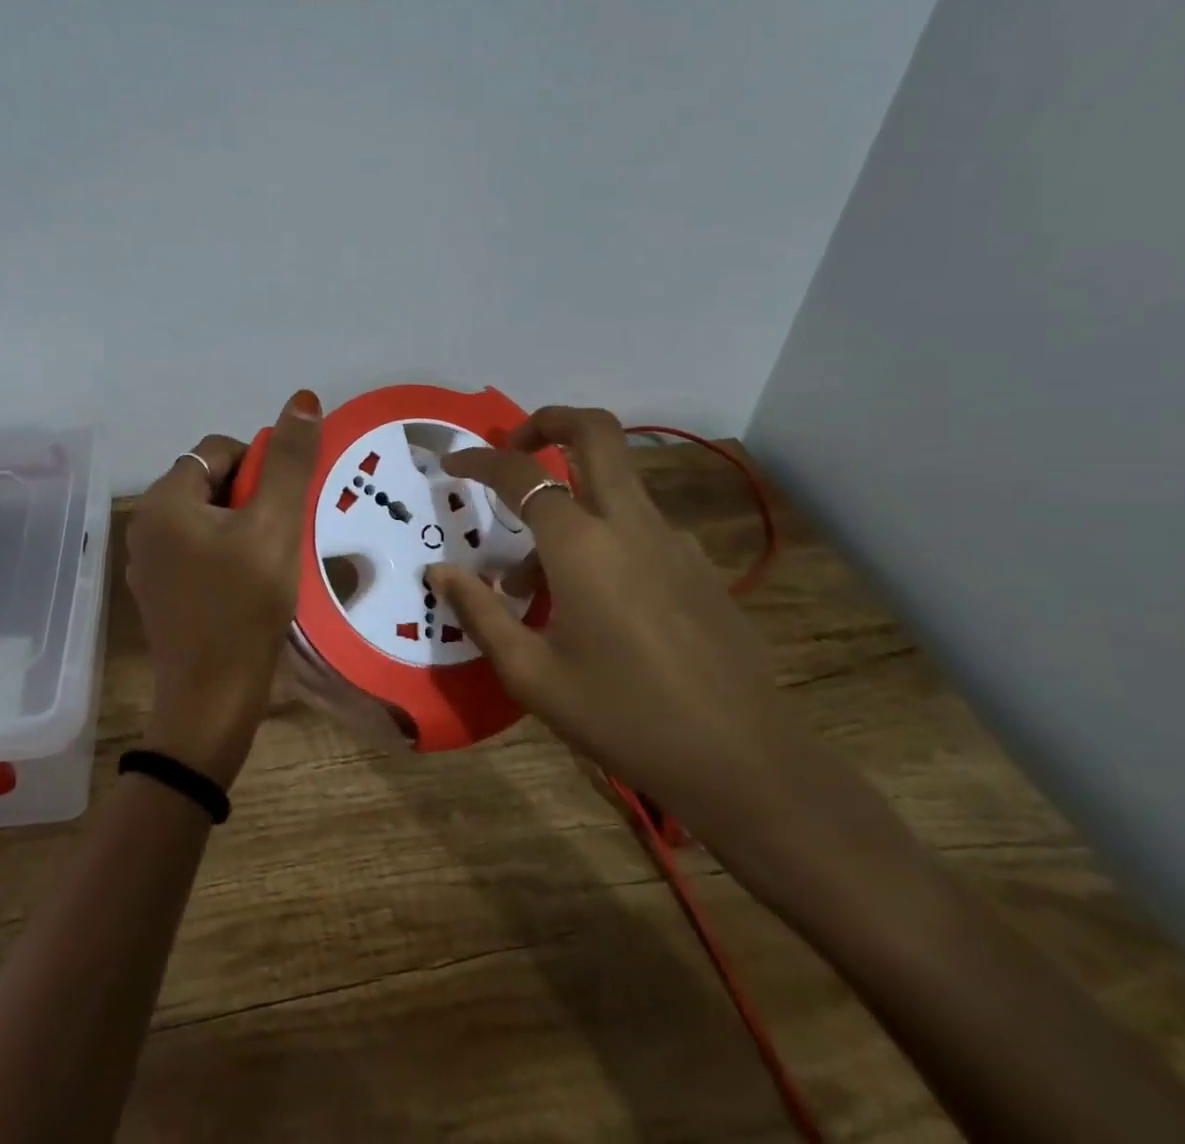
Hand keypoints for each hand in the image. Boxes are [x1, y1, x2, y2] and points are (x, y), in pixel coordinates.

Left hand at [125, 391, 321, 787]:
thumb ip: (289, 461)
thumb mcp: (274, 526)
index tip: (283, 505)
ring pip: (206, 519)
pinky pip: (197, 552)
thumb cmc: (244, 606)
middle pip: (209, 483)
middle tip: (281, 534)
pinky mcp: (160, 593)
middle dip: (251, 498)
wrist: (212, 701)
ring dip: (243, 527)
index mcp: (164, 501)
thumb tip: (301, 398)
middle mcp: (145, 525)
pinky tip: (249, 585)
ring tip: (271, 560)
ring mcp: (148, 563)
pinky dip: (226, 555)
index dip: (259, 466)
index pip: (217, 450)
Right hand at [430, 406, 791, 827]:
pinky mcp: (699, 566)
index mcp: (582, 544)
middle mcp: (630, 524)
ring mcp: (674, 540)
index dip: (480, 460)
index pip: (521, 474)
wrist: (744, 762)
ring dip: (570, 501)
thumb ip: (479, 612)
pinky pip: (639, 527)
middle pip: (595, 433)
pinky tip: (592, 603)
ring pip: (615, 486)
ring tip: (532, 580)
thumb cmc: (622, 716)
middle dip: (548, 421)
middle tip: (514, 445)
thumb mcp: (532, 674)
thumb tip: (440, 570)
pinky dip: (603, 536)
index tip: (453, 465)